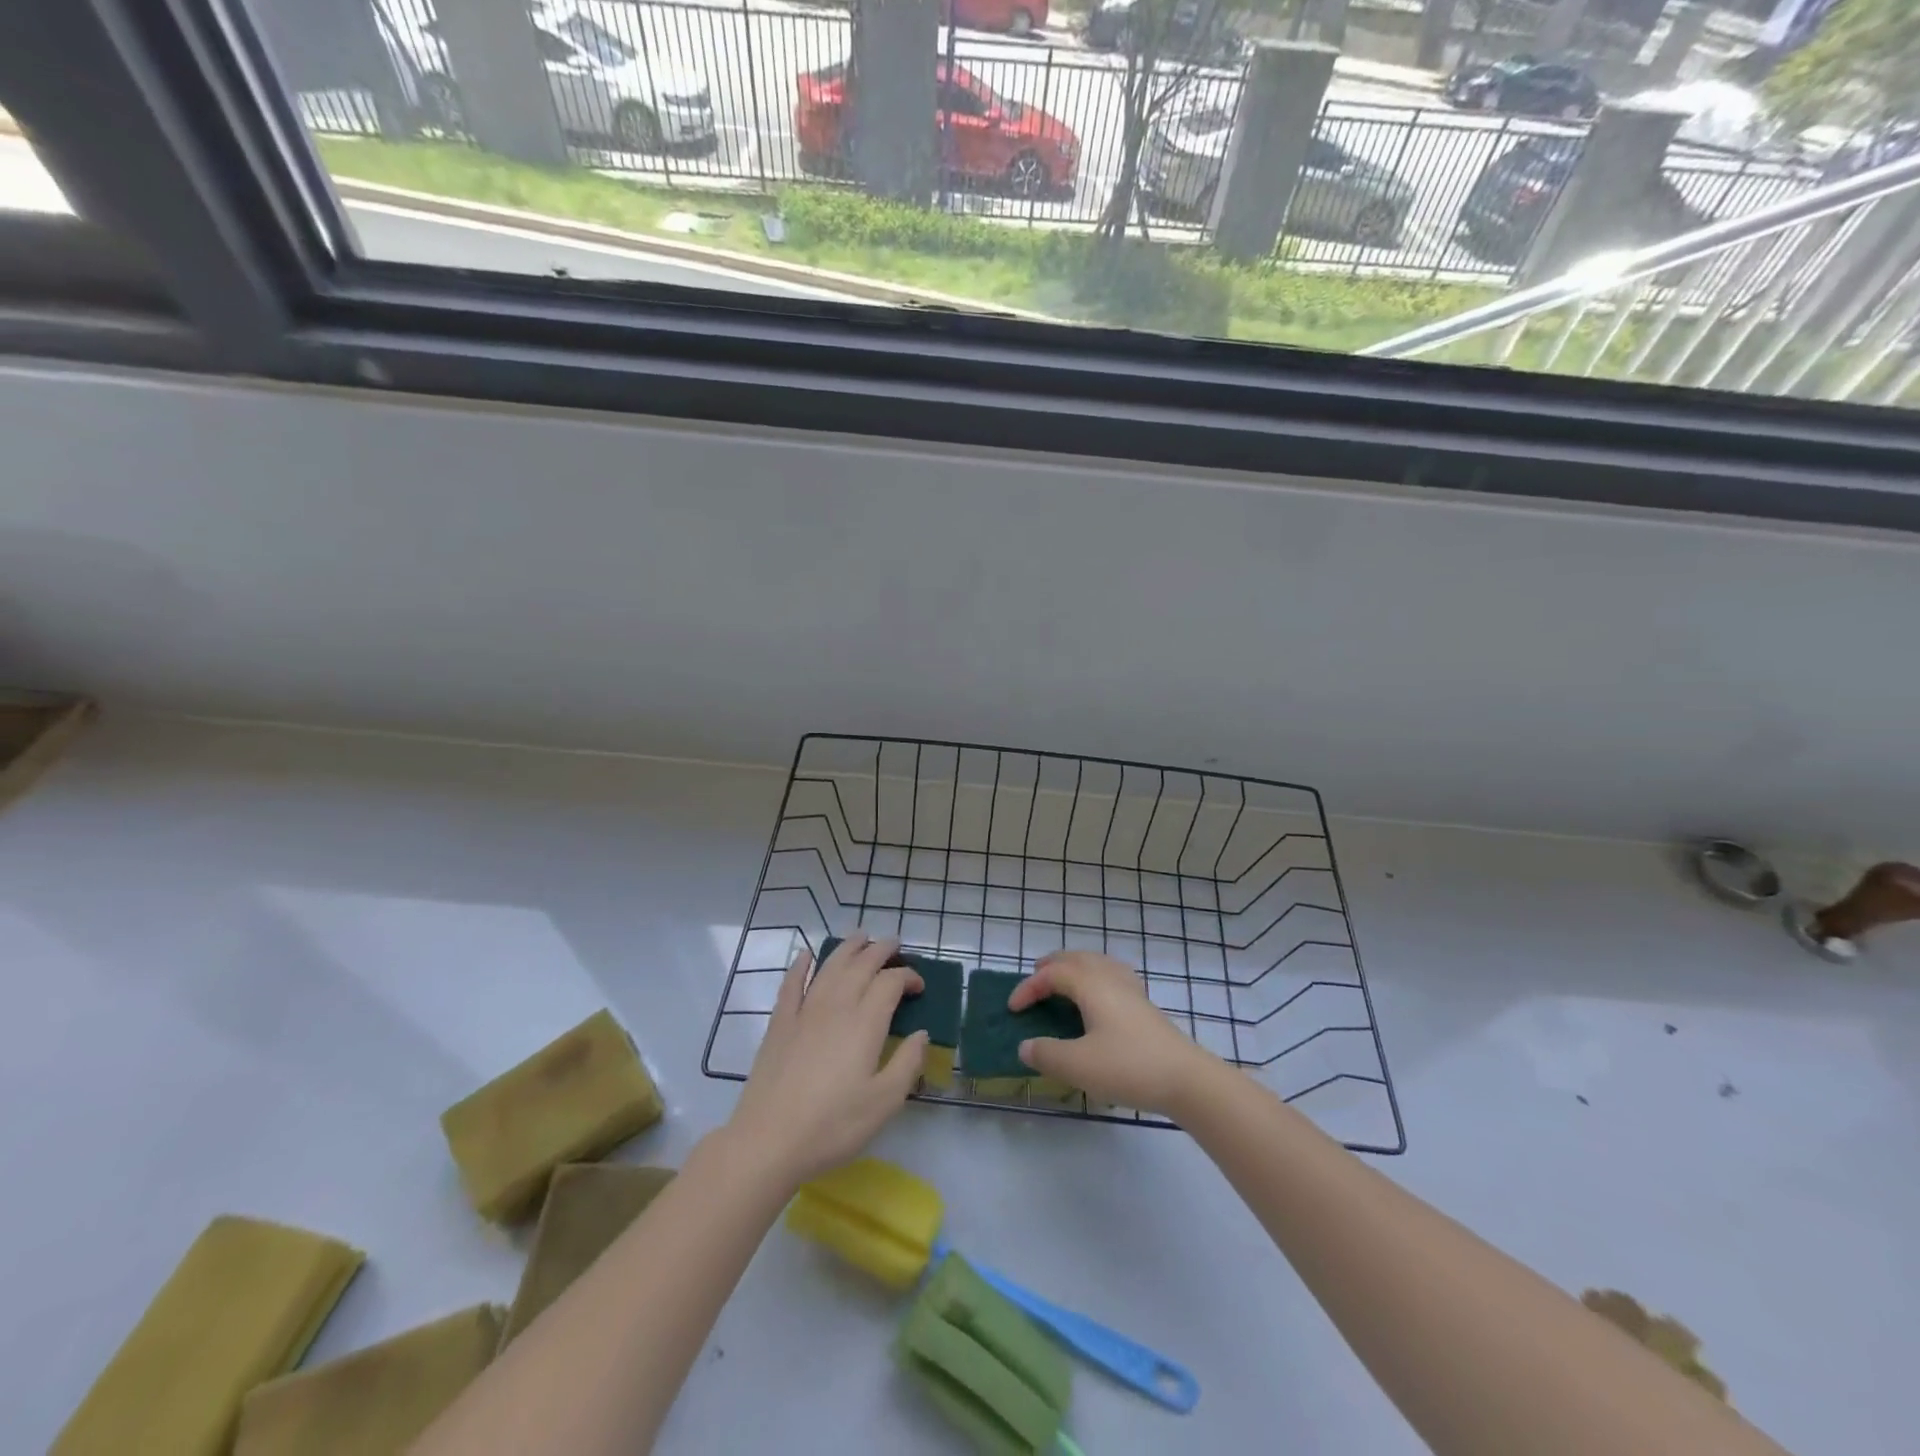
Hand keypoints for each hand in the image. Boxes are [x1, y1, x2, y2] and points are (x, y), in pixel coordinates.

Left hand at [726, 932, 927, 1188]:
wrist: (769, 1140)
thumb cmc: (833, 1125)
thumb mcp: (884, 1102)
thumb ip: (908, 1063)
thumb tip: (922, 1033)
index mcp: (865, 1022)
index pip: (891, 982)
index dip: (908, 977)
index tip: (919, 987)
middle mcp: (836, 1005)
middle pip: (861, 964)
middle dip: (881, 950)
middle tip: (895, 945)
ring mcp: (804, 1011)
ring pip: (830, 966)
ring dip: (848, 947)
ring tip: (862, 937)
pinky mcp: (780, 1023)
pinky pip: (792, 983)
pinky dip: (801, 964)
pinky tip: (806, 955)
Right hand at [1011, 950, 1216, 1115]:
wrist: (1187, 1080)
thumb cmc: (1128, 1067)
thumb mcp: (1078, 1065)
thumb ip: (1046, 1054)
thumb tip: (1025, 1046)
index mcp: (1091, 985)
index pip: (1052, 974)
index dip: (1028, 987)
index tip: (1013, 1010)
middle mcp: (1110, 978)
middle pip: (1076, 958)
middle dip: (1052, 966)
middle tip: (1035, 979)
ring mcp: (1132, 990)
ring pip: (1098, 963)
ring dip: (1075, 968)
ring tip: (1064, 982)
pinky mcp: (1146, 1006)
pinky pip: (1113, 976)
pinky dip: (1096, 977)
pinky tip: (1099, 997)